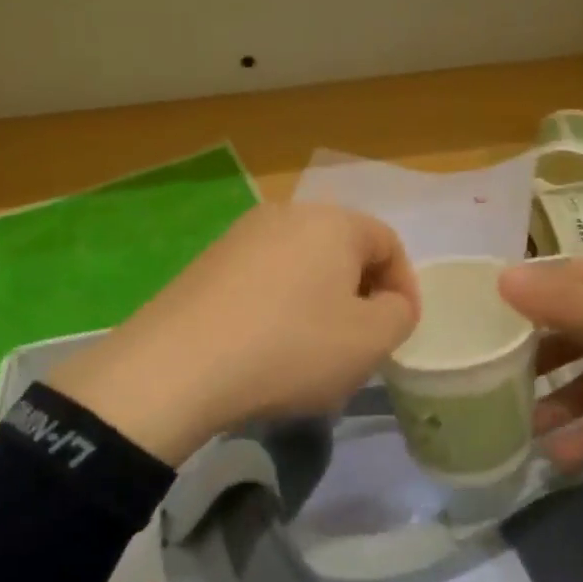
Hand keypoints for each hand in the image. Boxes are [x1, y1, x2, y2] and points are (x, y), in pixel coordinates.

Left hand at [49, 203, 417, 464]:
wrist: (178, 367)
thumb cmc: (291, 348)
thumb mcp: (370, 340)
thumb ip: (399, 314)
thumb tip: (388, 302)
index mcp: (332, 221)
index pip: (388, 243)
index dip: (404, 288)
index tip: (398, 332)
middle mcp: (286, 214)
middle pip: (342, 251)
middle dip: (359, 295)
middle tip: (359, 343)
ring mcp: (240, 236)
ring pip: (302, 267)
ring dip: (319, 303)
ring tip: (312, 352)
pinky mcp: (207, 263)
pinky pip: (263, 280)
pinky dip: (279, 308)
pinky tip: (267, 348)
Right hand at [499, 255, 582, 481]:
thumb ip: (570, 306)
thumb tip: (501, 277)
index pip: (564, 279)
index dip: (521, 298)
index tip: (476, 325)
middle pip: (579, 327)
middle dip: (538, 356)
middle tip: (491, 385)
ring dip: (565, 400)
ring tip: (522, 431)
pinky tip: (567, 457)